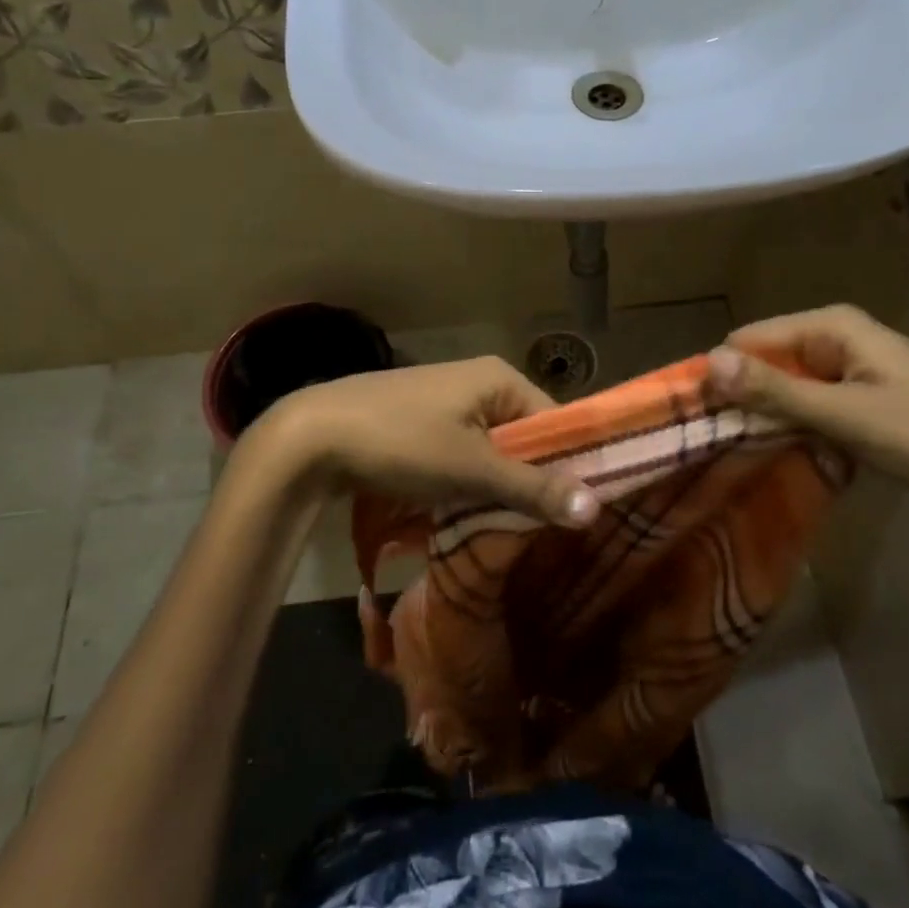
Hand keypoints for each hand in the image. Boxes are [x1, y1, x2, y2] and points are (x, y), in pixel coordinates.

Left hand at [248, 358, 599, 525]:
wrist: (312, 436)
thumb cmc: (402, 442)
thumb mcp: (472, 469)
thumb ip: (533, 488)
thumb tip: (596, 508)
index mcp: (499, 379)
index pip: (556, 421)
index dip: (568, 465)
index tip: (574, 513)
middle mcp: (478, 381)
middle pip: (524, 437)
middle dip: (528, 481)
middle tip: (535, 528)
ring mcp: (446, 400)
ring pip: (492, 449)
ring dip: (495, 486)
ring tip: (499, 525)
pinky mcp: (421, 420)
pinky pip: (462, 451)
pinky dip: (467, 481)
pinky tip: (462, 510)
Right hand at [706, 305, 908, 506]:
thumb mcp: (845, 415)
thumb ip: (775, 391)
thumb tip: (708, 363)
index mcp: (830, 326)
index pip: (746, 340)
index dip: (723, 377)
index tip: (704, 422)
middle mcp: (836, 336)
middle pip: (766, 362)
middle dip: (747, 399)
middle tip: (729, 445)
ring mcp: (851, 365)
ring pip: (787, 386)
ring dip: (772, 417)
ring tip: (756, 454)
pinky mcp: (862, 392)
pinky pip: (812, 402)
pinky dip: (799, 425)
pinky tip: (798, 453)